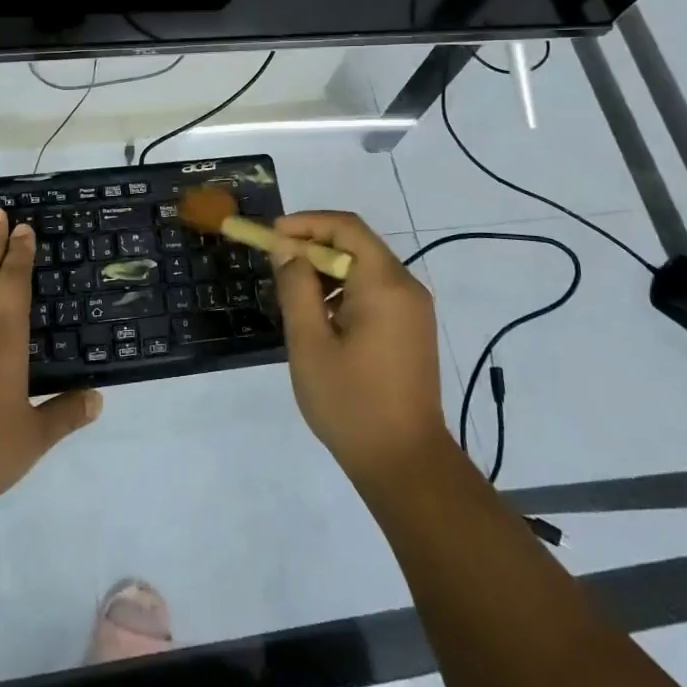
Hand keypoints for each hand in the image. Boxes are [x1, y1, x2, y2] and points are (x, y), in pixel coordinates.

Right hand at [272, 211, 450, 484]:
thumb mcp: (310, 343)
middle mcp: (406, 287)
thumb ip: (296, 288)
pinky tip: (321, 316)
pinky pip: (376, 291)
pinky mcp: (413, 329)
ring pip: (366, 268)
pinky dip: (345, 290)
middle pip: (357, 244)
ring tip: (293, 292)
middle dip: (314, 246)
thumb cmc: (351, 402)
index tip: (272, 235)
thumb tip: (287, 249)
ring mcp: (414, 309)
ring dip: (328, 269)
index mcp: (385, 284)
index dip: (306, 223)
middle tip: (277, 263)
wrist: (406, 463)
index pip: (346, 228)